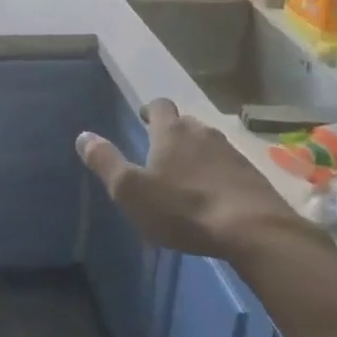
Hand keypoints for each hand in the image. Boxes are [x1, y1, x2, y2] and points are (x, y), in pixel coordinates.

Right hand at [76, 98, 309, 257]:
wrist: (253, 231)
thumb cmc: (183, 208)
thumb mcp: (131, 190)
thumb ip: (106, 162)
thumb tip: (83, 136)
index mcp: (171, 132)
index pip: (160, 105)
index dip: (150, 110)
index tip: (144, 119)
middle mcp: (203, 133)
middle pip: (186, 124)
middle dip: (173, 134)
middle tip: (161, 154)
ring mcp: (232, 153)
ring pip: (209, 145)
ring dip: (197, 156)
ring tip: (186, 179)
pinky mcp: (253, 177)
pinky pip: (229, 168)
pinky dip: (218, 177)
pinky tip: (214, 199)